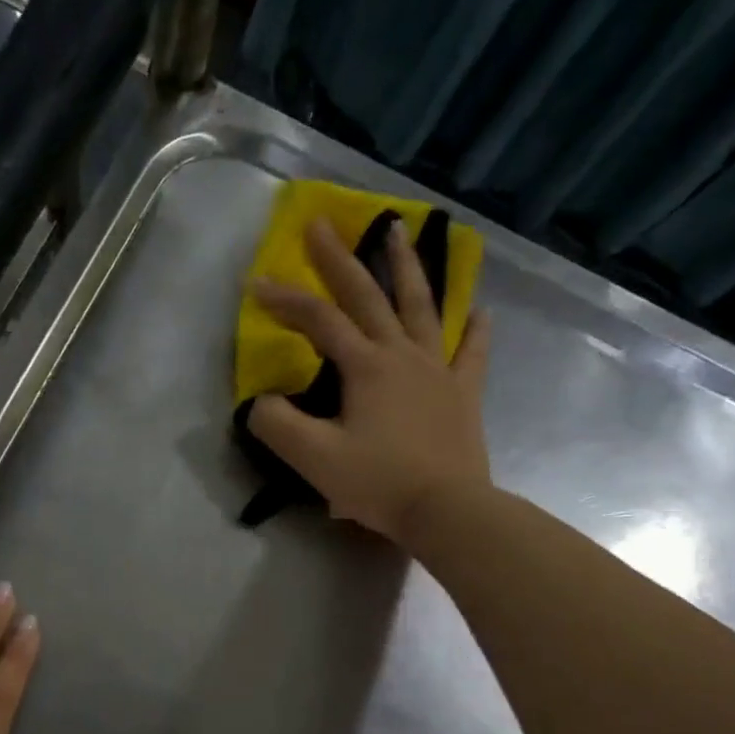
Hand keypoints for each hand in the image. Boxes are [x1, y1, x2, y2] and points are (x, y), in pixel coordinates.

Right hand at [247, 217, 492, 549]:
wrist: (446, 510)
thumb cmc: (378, 482)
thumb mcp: (314, 458)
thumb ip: (277, 425)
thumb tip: (261, 402)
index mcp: (365, 366)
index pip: (319, 321)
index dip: (285, 300)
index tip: (255, 283)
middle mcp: (402, 354)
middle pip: (368, 296)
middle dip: (340, 259)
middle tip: (321, 223)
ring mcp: (438, 370)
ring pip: (422, 307)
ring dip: (407, 267)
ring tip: (399, 231)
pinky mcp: (463, 394)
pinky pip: (471, 353)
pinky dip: (474, 329)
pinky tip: (479, 311)